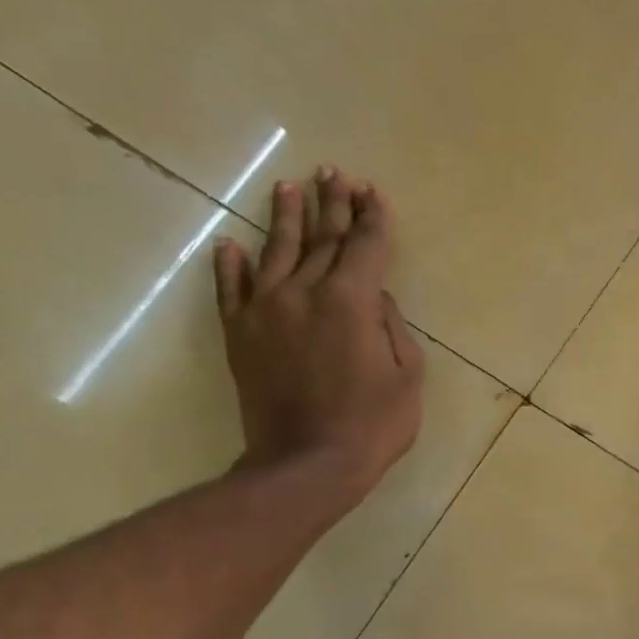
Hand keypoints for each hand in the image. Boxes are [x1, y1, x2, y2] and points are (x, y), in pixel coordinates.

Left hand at [213, 168, 424, 510]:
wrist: (306, 464)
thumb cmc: (372, 424)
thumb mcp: (407, 376)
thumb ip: (392, 326)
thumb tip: (375, 296)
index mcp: (352, 301)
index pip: (365, 246)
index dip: (372, 218)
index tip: (373, 193)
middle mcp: (305, 292)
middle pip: (322, 239)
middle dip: (333, 205)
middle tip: (335, 175)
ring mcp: (265, 311)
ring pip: (276, 251)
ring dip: (286, 218)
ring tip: (291, 188)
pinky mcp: (239, 335)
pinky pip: (230, 289)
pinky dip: (230, 265)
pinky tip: (231, 245)